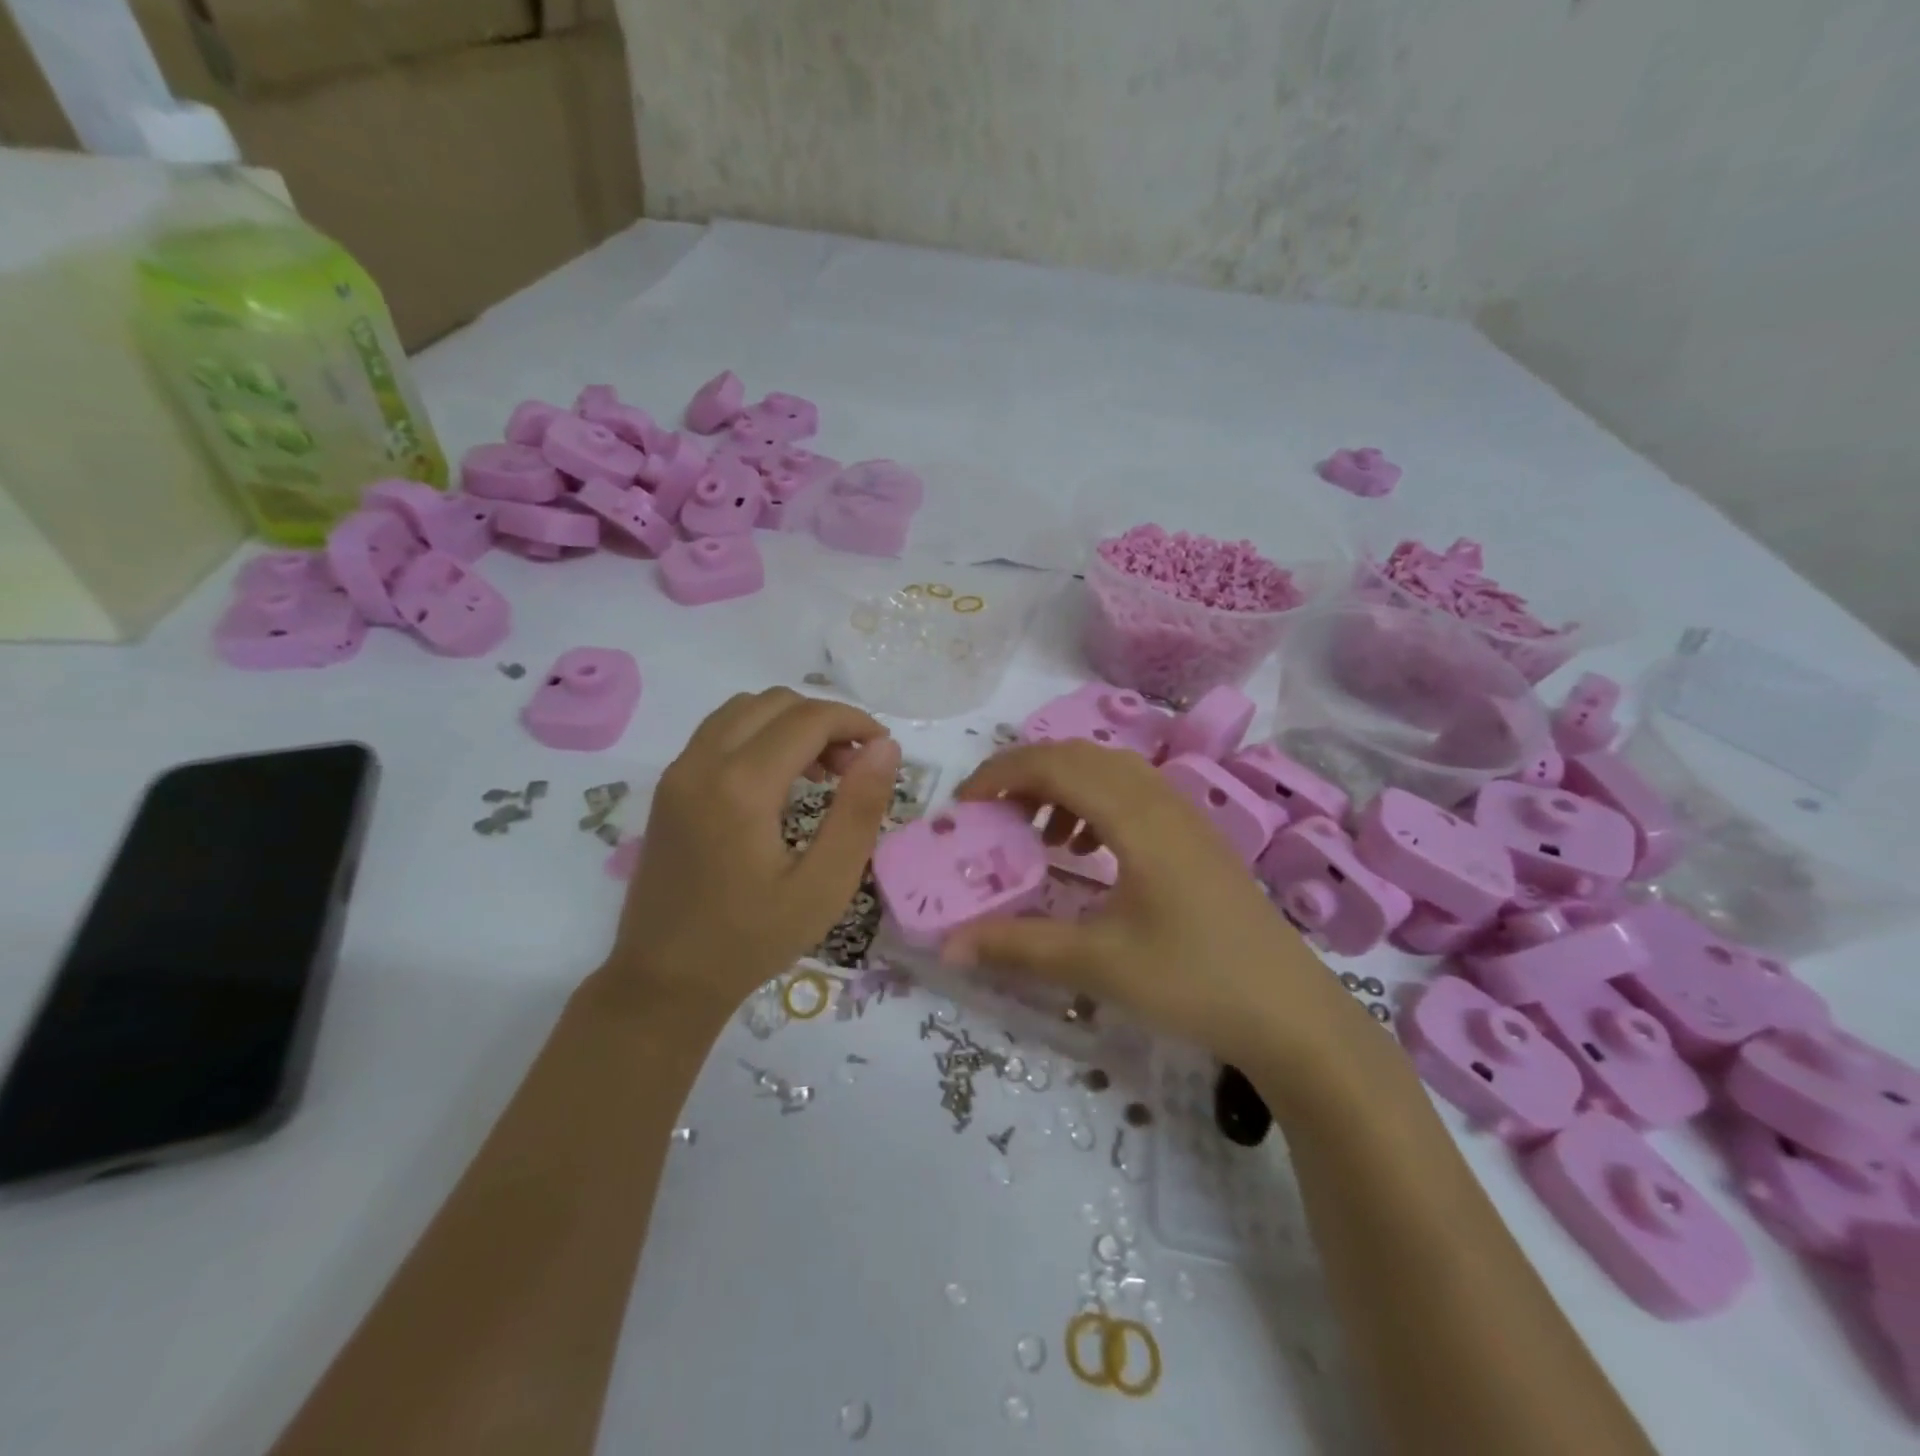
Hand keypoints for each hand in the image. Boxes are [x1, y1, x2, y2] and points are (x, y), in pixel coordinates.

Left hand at [602, 688, 900, 1017]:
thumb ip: (859, 811)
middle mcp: (702, 763)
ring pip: (743, 709)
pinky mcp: (669, 787)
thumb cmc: (752, 940)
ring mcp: (678, 772)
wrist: (664, 979)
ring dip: (790, 723)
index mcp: (742, 786)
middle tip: (854, 766)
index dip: (854, 722)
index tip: (883, 749)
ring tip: (821, 770)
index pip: (808, 719)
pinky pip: (719, 732)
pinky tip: (779, 781)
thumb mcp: (824, 885)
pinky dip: (759, 735)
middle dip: (825, 720)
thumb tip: (885, 747)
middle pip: (775, 703)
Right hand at [945, 741, 1356, 1074]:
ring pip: (1109, 771)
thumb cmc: (1193, 982)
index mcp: (1136, 817)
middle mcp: (1161, 800)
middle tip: (990, 816)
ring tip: (1036, 836)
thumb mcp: (1098, 965)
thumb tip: (948, 946)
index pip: (1054, 765)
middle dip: (1025, 775)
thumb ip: (1018, 947)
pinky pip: (1132, 794)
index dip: (1000, 775)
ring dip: (1062, 787)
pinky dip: (1093, 805)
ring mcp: (1184, 815)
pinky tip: (1084, 851)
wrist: (1290, 1013)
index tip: (963, 807)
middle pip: (1080, 756)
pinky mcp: (1195, 837)